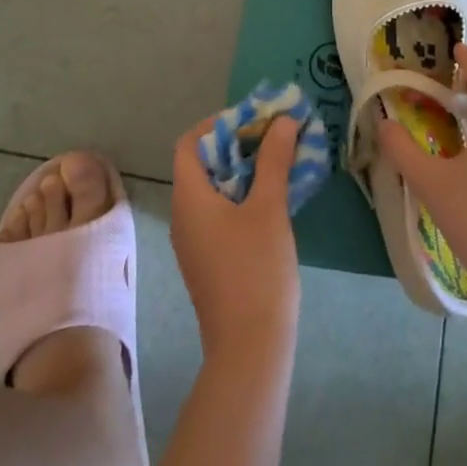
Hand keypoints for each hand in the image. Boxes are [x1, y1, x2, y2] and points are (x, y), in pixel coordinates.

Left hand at [170, 116, 302, 362]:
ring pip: (213, 189)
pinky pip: (219, 212)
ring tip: (280, 161)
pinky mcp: (209, 259)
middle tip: (275, 136)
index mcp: (189, 198)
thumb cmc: (256, 269)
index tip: (253, 120)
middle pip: (202, 164)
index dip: (218, 124)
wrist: (249, 345)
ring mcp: (194, 240)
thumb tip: (283, 121)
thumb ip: (274, 160)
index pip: (190, 143)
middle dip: (238, 144)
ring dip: (243, 169)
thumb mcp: (269, 207)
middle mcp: (183, 215)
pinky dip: (242, 194)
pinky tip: (273, 198)